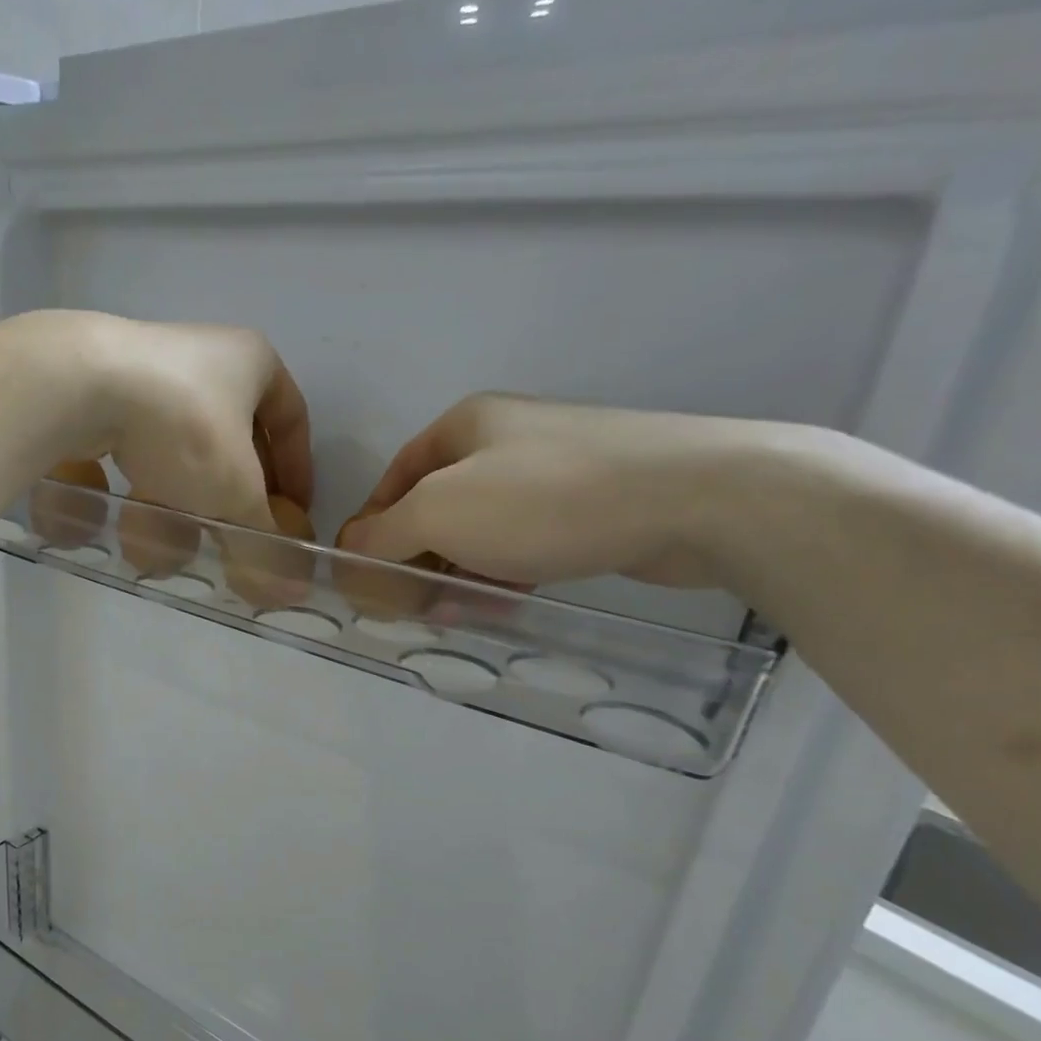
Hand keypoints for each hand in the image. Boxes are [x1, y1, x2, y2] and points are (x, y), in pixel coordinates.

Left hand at [74, 315, 312, 528]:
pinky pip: (142, 444)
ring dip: (191, 494)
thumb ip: (262, 535)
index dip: (298, 471)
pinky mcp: (108, 388)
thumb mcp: (235, 492)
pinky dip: (149, 483)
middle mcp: (206, 355)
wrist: (83, 387)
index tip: (293, 513)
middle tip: (239, 530)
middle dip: (238, 490)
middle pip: (238, 436)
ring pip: (187, 446)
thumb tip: (289, 583)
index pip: (292, 419)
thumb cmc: (184, 428)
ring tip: (185, 533)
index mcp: (252, 361)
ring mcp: (153, 368)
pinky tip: (138, 515)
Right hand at [339, 393, 756, 588]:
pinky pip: (525, 542)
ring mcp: (552, 470)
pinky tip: (510, 601)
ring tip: (461, 613)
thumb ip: (382, 535)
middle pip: (435, 509)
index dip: (371, 532)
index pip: (392, 482)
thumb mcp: (440, 513)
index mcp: (463, 427)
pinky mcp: (591, 503)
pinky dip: (506, 572)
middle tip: (415, 609)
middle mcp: (504, 441)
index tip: (368, 582)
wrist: (694, 497)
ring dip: (460, 573)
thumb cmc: (546, 499)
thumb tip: (346, 554)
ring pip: (481, 531)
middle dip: (418, 561)